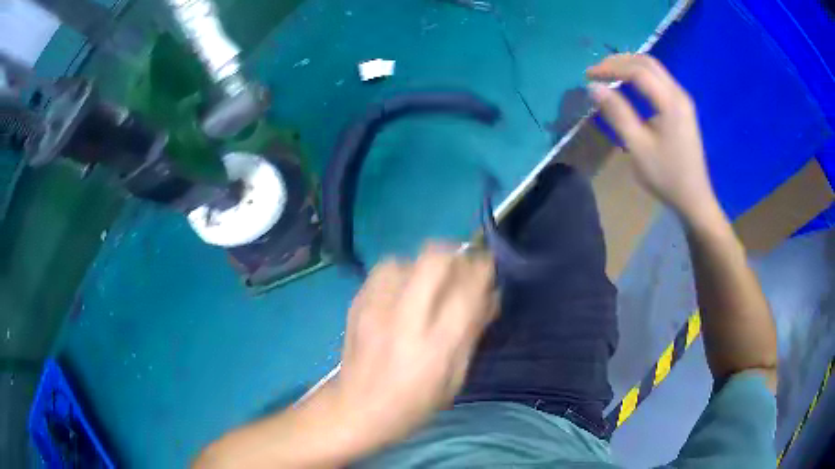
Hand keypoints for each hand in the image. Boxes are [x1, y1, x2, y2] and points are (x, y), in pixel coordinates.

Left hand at [334, 244, 497, 454]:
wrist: (355, 410)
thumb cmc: (413, 404)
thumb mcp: (454, 379)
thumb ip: (472, 334)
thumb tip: (490, 297)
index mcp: (435, 345)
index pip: (467, 291)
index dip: (482, 271)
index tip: (488, 267)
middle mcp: (405, 319)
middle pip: (433, 261)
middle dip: (453, 256)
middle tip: (460, 269)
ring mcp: (375, 309)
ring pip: (404, 260)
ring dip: (423, 266)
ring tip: (428, 284)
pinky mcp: (356, 305)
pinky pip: (381, 271)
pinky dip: (398, 274)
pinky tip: (401, 292)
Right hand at [587, 54, 717, 221]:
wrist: (694, 198)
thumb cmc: (666, 176)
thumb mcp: (638, 147)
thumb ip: (617, 113)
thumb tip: (593, 87)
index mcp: (670, 103)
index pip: (637, 71)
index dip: (610, 68)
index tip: (588, 75)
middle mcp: (679, 94)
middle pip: (647, 63)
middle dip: (619, 61)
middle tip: (597, 71)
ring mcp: (683, 100)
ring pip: (654, 69)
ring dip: (629, 66)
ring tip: (608, 74)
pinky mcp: (683, 107)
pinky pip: (660, 80)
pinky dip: (640, 76)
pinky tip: (629, 84)